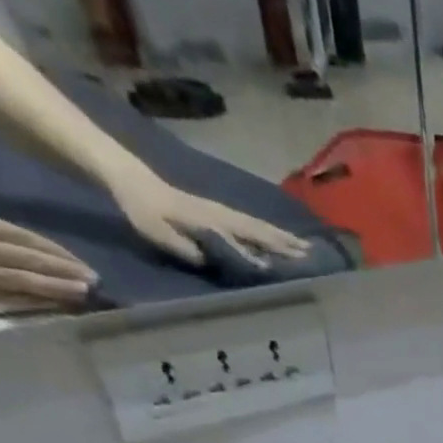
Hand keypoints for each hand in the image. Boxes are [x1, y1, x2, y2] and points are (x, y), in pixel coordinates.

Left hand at [107, 169, 307, 266]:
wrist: (132, 180)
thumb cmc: (143, 209)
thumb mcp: (158, 232)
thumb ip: (185, 248)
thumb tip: (211, 262)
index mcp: (211, 222)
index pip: (246, 237)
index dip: (268, 249)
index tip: (292, 260)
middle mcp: (222, 215)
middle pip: (259, 230)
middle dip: (285, 242)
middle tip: (310, 253)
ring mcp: (222, 212)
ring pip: (257, 225)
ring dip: (281, 236)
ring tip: (302, 245)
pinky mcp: (219, 212)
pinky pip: (250, 223)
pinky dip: (267, 231)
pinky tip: (276, 236)